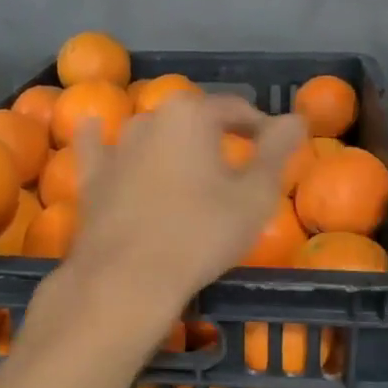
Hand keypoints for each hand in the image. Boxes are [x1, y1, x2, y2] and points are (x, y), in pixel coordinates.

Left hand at [69, 93, 306, 316]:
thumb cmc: (201, 233)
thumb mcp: (255, 195)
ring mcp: (116, 147)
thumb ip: (277, 151)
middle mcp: (150, 118)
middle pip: (193, 119)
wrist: (128, 278)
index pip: (236, 109)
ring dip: (170, 142)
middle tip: (236, 164)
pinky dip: (101, 139)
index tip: (274, 149)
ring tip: (188, 167)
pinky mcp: (92, 177)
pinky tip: (96, 129)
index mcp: (192, 114)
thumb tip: (295, 118)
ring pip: (150, 133)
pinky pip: (98, 149)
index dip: (260, 127)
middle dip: (216, 135)